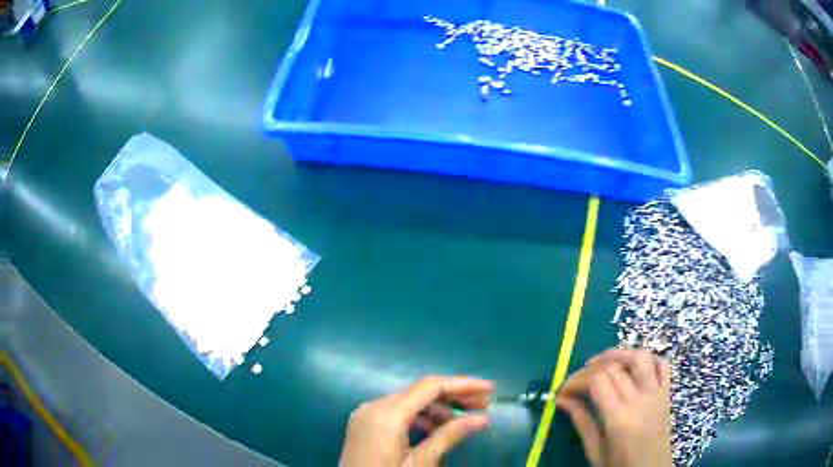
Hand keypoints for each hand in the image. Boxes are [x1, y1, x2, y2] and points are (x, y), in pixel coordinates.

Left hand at [340, 376, 493, 466]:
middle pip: (419, 391)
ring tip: (465, 419)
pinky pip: (395, 412)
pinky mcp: (363, 424)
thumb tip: (481, 419)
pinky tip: (437, 427)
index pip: (430, 386)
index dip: (463, 384)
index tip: (490, 390)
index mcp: (387, 414)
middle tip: (483, 405)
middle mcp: (373, 406)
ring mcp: (365, 414)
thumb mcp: (420, 463)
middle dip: (453, 396)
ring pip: (408, 401)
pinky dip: (419, 416)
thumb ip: (448, 436)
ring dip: (437, 407)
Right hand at [556, 349, 671, 466]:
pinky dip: (648, 359)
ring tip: (602, 365)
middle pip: (614, 366)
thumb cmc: (620, 466)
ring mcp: (657, 393)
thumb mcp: (595, 450)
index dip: (575, 380)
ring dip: (618, 355)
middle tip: (576, 384)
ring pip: (640, 357)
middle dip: (589, 370)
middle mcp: (640, 399)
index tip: (562, 392)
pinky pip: (662, 364)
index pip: (596, 380)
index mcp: (619, 418)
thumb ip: (581, 422)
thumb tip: (562, 400)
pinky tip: (633, 368)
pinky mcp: (667, 393)